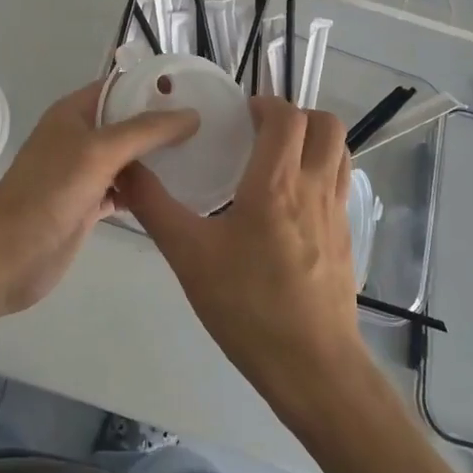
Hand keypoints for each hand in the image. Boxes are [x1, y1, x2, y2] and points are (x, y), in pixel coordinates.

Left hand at [0, 82, 198, 315]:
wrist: (10, 252)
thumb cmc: (51, 190)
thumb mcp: (100, 151)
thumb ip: (146, 131)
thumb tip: (191, 114)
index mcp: (74, 113)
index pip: (118, 87)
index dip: (152, 86)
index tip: (194, 90)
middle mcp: (79, 138)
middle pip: (126, 123)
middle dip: (161, 124)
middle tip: (208, 126)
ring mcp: (84, 173)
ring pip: (127, 159)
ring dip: (156, 159)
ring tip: (201, 155)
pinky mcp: (89, 205)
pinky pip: (124, 191)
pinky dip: (146, 191)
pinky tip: (176, 193)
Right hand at [119, 97, 365, 412]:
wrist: (313, 369)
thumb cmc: (248, 306)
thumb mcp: (188, 255)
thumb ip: (155, 207)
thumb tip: (125, 168)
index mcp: (276, 183)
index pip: (287, 117)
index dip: (266, 103)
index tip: (240, 114)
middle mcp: (313, 188)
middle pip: (326, 125)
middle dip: (296, 114)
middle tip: (261, 130)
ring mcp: (337, 214)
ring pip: (340, 152)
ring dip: (314, 140)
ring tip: (278, 158)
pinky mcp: (346, 240)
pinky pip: (340, 185)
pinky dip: (321, 172)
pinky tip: (290, 203)